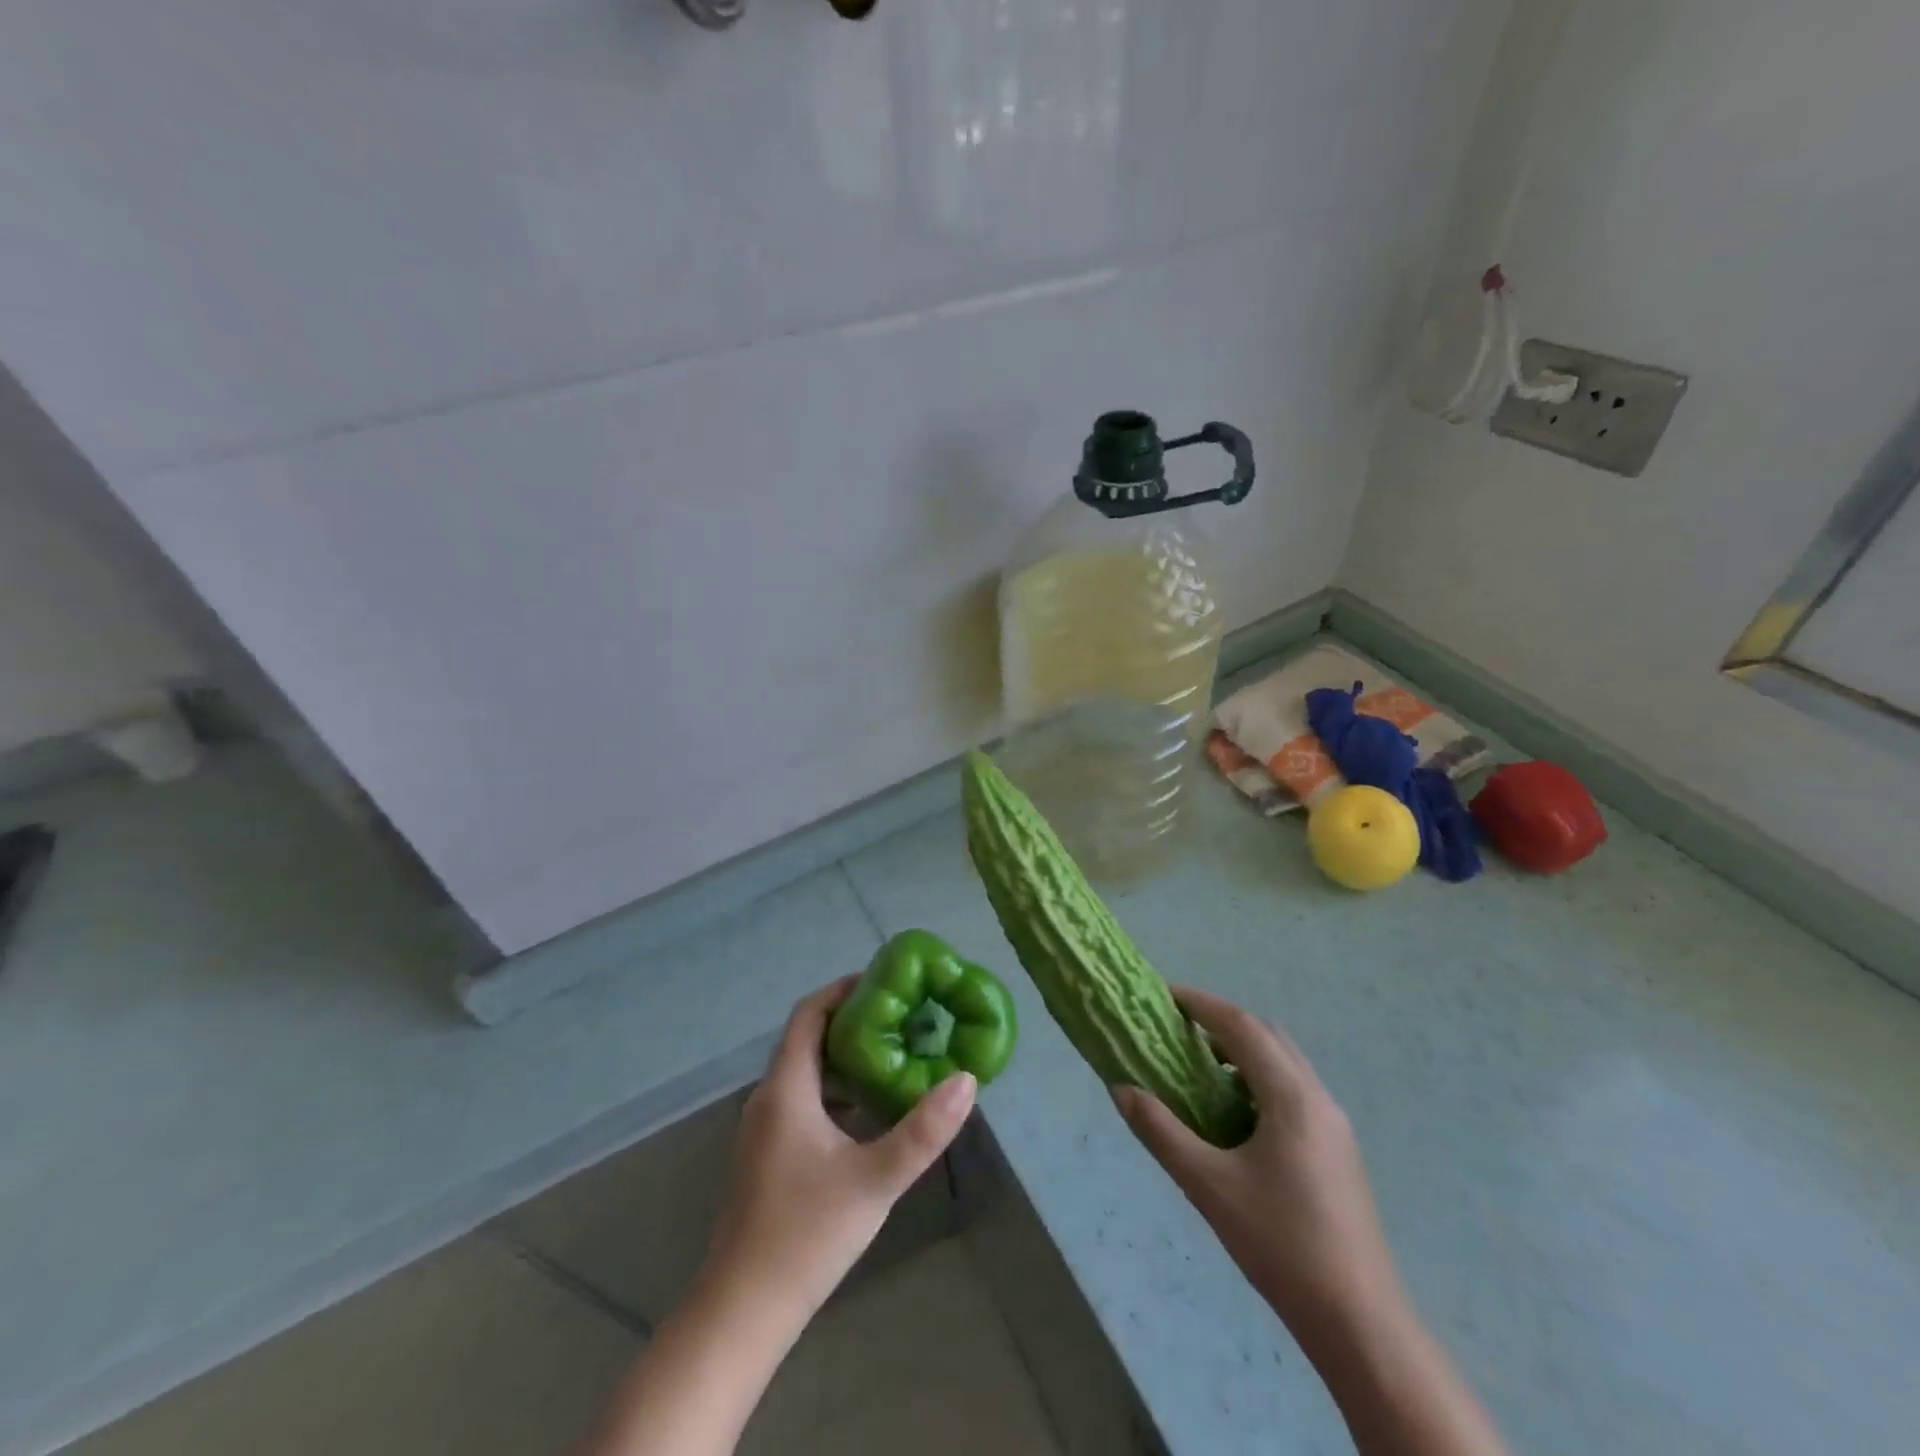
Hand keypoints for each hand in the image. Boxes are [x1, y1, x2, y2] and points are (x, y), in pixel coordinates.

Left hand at [701, 977, 976, 1323]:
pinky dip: (837, 1091)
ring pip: (807, 1072)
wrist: (743, 1311)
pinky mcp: (769, 1156)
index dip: (843, 990)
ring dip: (846, 1058)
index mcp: (786, 1088)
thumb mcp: (875, 1179)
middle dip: (853, 1021)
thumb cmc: (806, 1234)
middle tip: (903, 1018)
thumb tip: (966, 1080)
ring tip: (895, 1056)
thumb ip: (923, 1131)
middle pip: (808, 1038)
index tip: (885, 981)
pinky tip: (870, 1113)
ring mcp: (765, 1129)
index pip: (808, 1014)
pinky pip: (804, 1101)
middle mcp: (770, 1098)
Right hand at [1110, 987, 1404, 1347]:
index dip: (1202, 1005)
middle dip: (1222, 1021)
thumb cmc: (1280, 1244)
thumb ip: (1160, 1132)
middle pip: (1268, 1035)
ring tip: (1201, 1066)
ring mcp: (1334, 1124)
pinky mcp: (1339, 1149)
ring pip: (1285, 1062)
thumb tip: (1121, 1089)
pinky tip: (1236, 1113)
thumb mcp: (1207, 1186)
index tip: (1165, 996)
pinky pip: (1294, 1089)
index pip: (1242, 1027)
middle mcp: (1318, 1098)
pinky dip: (1260, 1078)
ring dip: (1243, 1050)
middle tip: (1179, 1028)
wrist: (1359, 1321)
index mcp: (1291, 1098)